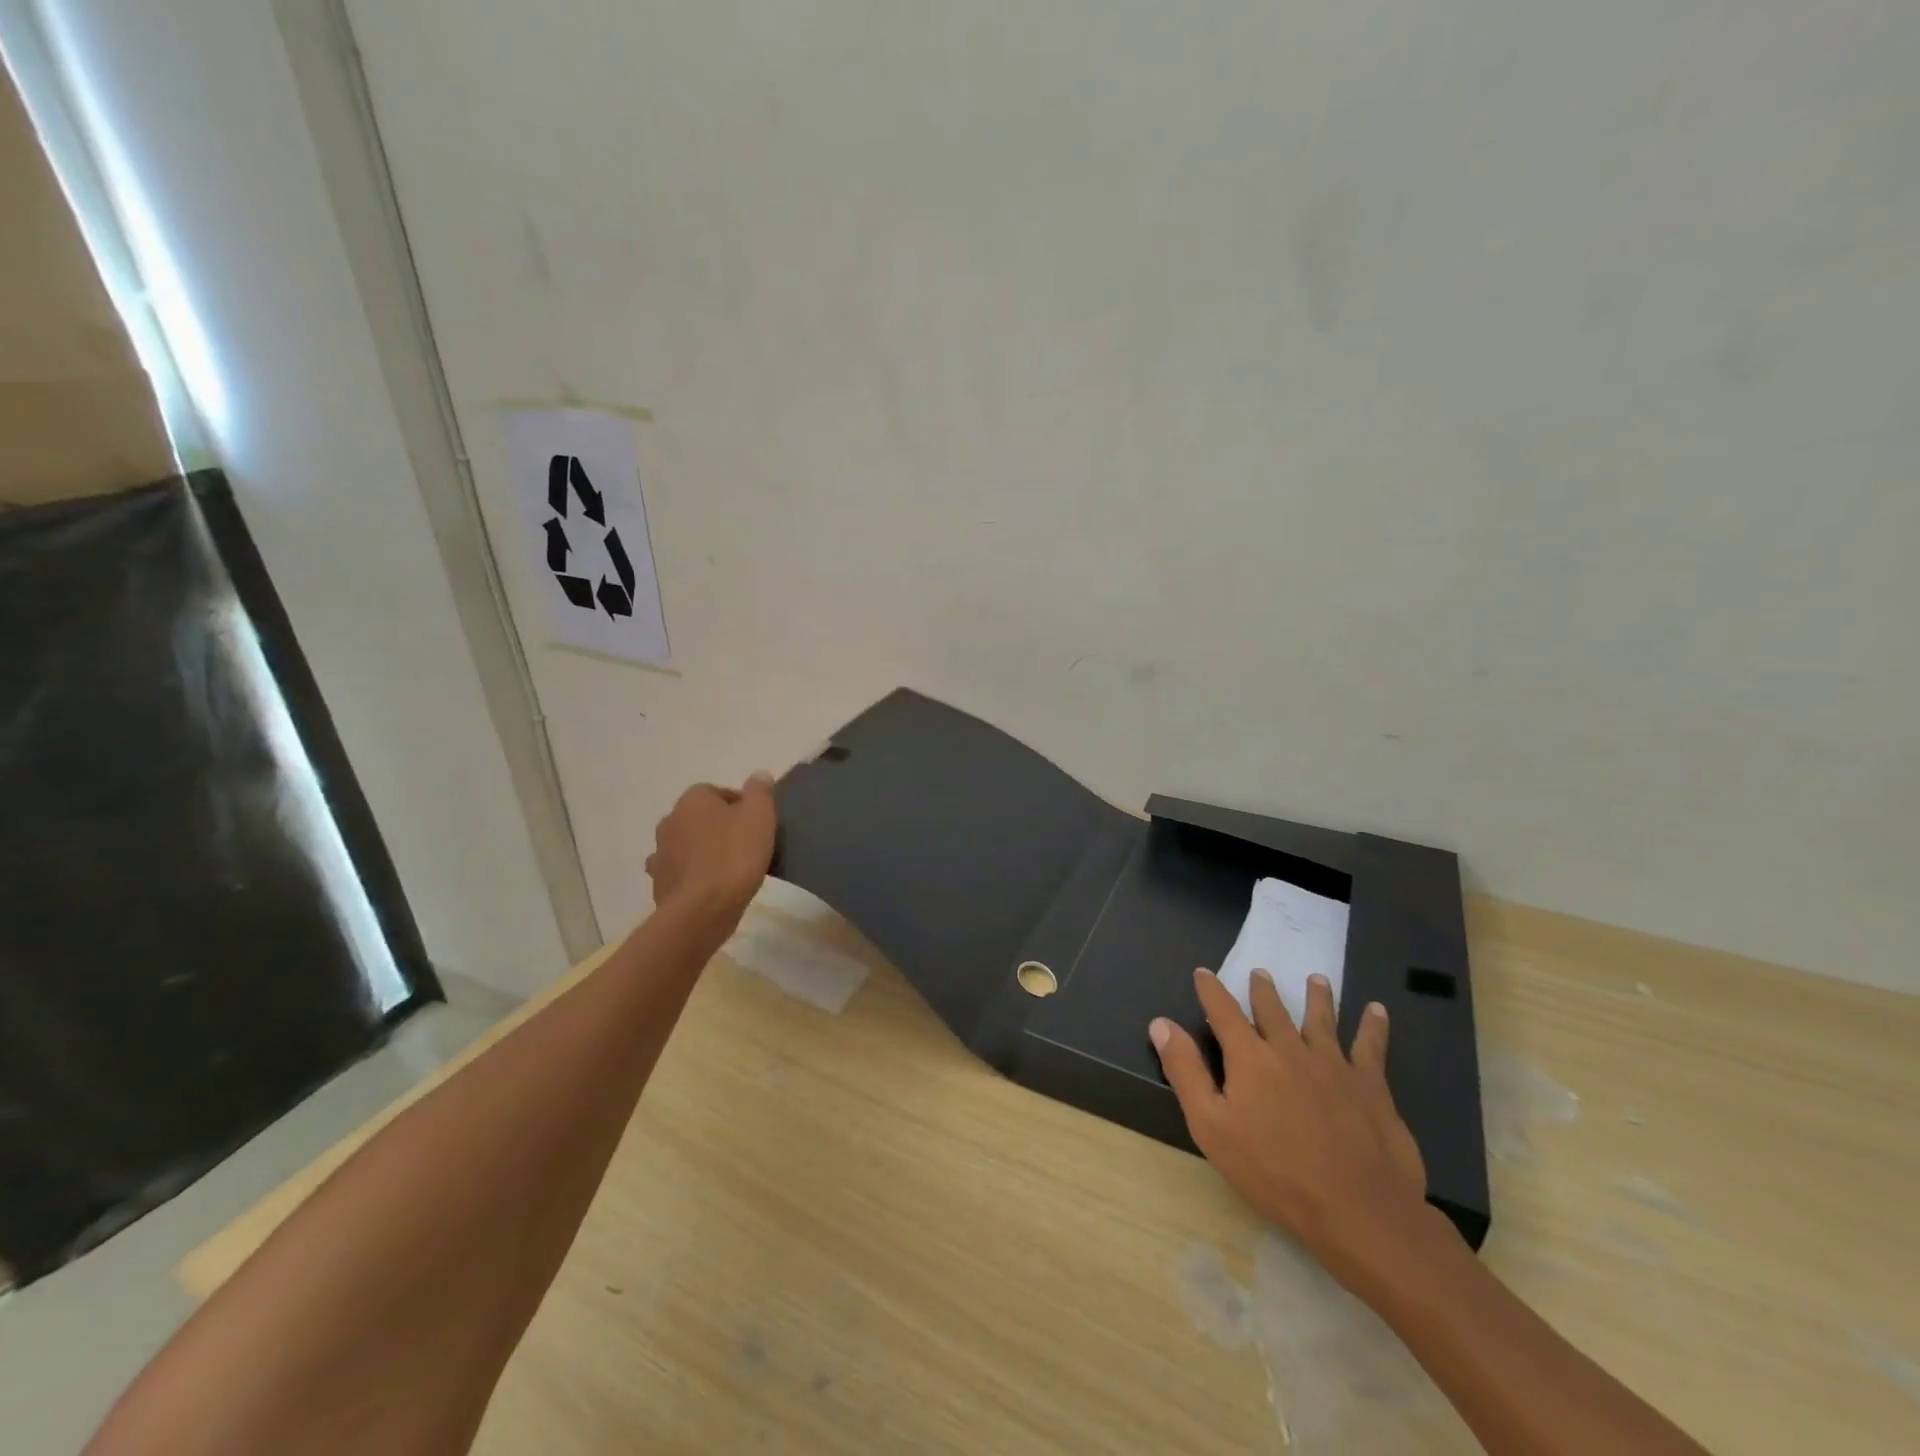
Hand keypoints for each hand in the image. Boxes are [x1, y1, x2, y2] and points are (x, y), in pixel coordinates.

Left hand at [645, 774, 776, 928]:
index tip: (757, 826)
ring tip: (727, 869)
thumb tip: (758, 775)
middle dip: (719, 828)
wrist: (702, 909)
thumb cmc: (735, 856)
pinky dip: (692, 876)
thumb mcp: (759, 816)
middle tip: (745, 846)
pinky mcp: (659, 883)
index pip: (719, 793)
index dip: (740, 807)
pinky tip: (710, 888)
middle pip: (700, 818)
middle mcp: (670, 820)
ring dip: (702, 851)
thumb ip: (760, 791)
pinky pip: (680, 872)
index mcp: (693, 800)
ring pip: (687, 845)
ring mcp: (660, 853)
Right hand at [1151, 968, 1430, 1291]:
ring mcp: (1333, 1064)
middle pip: (1274, 1010)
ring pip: (1322, 1019)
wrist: (1356, 1209)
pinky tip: (1377, 1011)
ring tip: (1316, 980)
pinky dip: (1373, 1026)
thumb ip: (1185, 1071)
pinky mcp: (1370, 1086)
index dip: (1211, 990)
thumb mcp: (1211, 1126)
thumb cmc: (1273, 1172)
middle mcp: (1290, 1049)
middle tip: (1260, 972)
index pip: (1224, 1011)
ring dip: (1317, 997)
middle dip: (1263, 990)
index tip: (1203, 972)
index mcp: (1250, 1057)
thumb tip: (1161, 1023)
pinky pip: (1371, 1046)